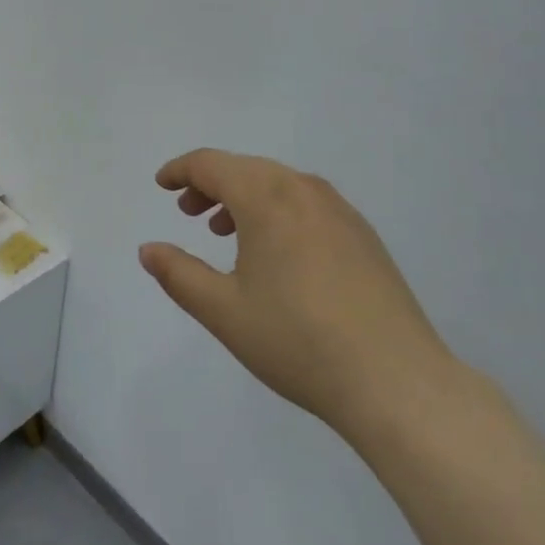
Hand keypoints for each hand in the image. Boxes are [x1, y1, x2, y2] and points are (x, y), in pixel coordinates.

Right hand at [141, 149, 458, 444]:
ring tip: (225, 231)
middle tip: (188, 211)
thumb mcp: (224, 311)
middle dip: (211, 183)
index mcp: (267, 198)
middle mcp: (304, 190)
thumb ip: (179, 274)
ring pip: (279, 184)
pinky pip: (307, 203)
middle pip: (246, 168)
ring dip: (244, 197)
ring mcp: (340, 210)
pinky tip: (276, 251)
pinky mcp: (363, 234)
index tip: (161, 185)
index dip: (180, 170)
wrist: (396, 380)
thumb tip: (149, 249)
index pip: (212, 164)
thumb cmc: (297, 341)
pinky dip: (277, 210)